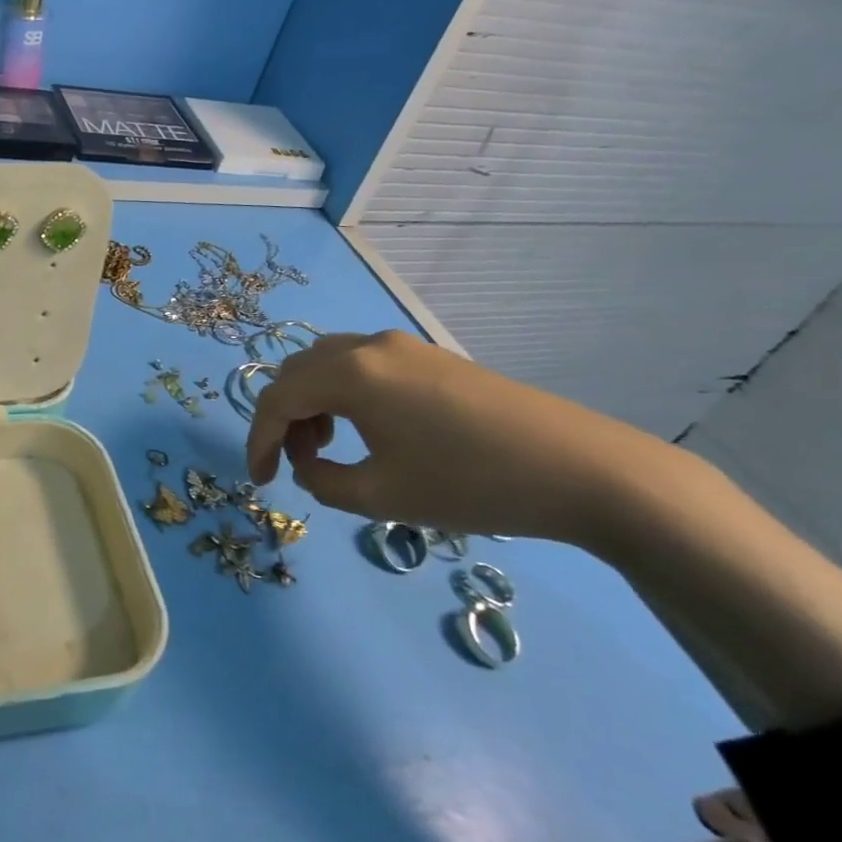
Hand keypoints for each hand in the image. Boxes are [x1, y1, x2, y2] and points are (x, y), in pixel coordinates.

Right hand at [245, 330, 679, 545]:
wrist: (582, 470)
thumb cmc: (470, 484)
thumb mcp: (381, 496)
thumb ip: (322, 481)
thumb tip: (309, 466)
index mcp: (351, 373)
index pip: (278, 399)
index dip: (258, 441)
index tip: (261, 481)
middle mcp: (370, 346)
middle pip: (297, 371)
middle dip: (283, 418)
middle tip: (294, 463)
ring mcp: (405, 347)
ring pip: (329, 364)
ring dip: (313, 403)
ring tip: (327, 448)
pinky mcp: (432, 357)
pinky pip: (363, 366)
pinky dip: (344, 395)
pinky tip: (366, 430)